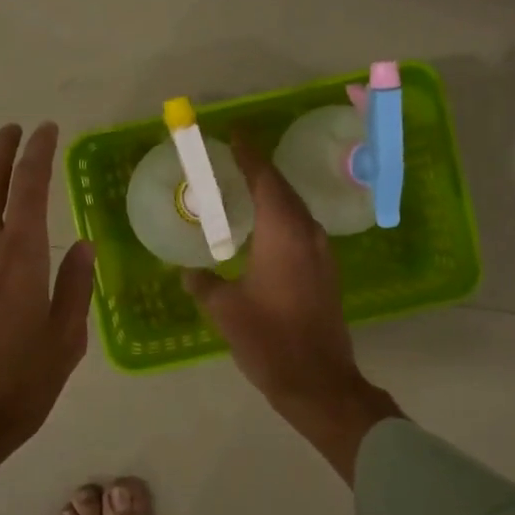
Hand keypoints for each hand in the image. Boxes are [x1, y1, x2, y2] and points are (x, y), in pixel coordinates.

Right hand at [184, 135, 399, 481]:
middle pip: (284, 190)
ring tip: (245, 189)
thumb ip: (203, 284)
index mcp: (283, 233)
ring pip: (296, 210)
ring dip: (273, 195)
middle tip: (234, 158)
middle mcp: (308, 234)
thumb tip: (188, 272)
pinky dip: (282, 219)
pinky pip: (302, 230)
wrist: (319, 381)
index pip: (265, 179)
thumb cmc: (269, 340)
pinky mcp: (327, 272)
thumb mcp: (226, 311)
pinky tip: (264, 230)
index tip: (235, 133)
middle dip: (260, 170)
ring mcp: (322, 253)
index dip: (250, 154)